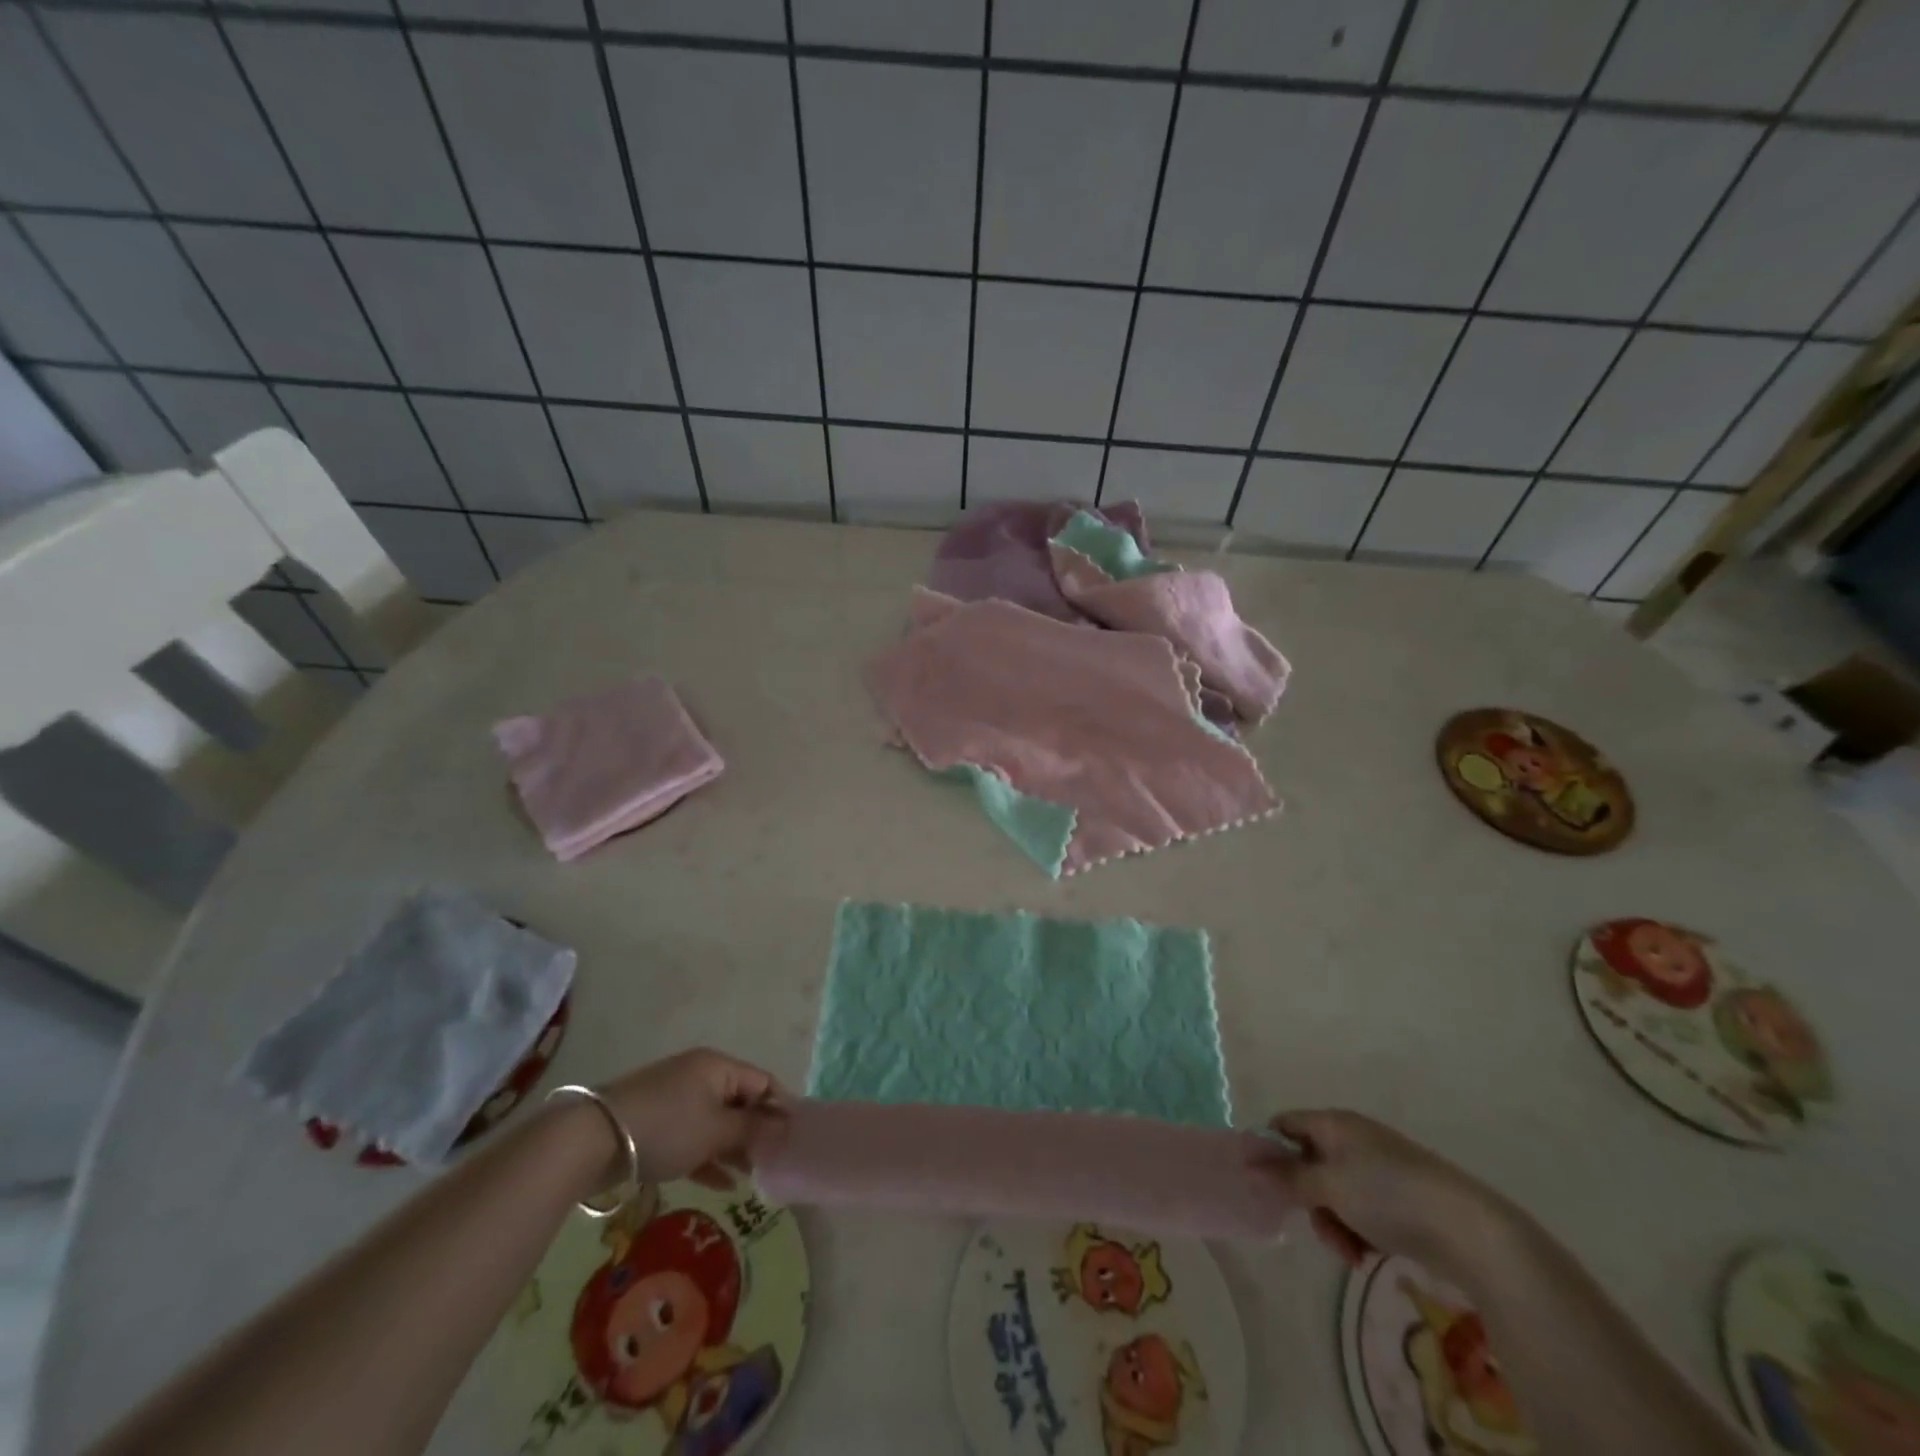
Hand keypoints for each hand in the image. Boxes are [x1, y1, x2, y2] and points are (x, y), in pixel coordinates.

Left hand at [596, 1048, 784, 1190]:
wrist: (595, 1140)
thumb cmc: (667, 1126)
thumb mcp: (716, 1130)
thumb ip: (753, 1130)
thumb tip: (785, 1129)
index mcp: (718, 1067)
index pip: (763, 1082)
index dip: (781, 1108)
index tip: (796, 1138)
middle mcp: (701, 1076)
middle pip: (740, 1102)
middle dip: (758, 1132)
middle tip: (777, 1163)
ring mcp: (677, 1100)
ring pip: (717, 1123)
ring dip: (735, 1148)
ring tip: (755, 1177)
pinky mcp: (658, 1124)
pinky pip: (695, 1138)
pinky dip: (710, 1158)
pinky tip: (725, 1185)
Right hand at [1263, 1109, 1514, 1282]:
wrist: (1469, 1230)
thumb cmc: (1388, 1196)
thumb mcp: (1329, 1186)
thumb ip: (1288, 1178)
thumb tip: (1250, 1168)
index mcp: (1334, 1123)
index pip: (1285, 1124)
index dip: (1268, 1149)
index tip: (1260, 1183)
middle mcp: (1353, 1139)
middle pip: (1309, 1163)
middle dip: (1306, 1199)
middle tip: (1316, 1226)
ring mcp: (1379, 1169)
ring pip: (1335, 1193)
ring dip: (1333, 1222)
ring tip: (1349, 1250)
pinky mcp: (1401, 1200)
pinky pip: (1362, 1210)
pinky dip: (1358, 1231)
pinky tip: (1367, 1255)